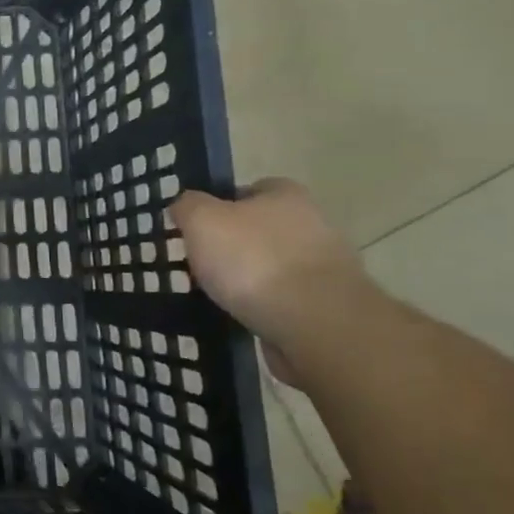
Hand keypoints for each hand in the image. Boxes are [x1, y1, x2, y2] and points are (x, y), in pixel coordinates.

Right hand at [169, 180, 369, 349]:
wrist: (316, 323)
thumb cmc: (254, 259)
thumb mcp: (202, 221)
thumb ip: (188, 206)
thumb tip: (184, 205)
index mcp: (286, 195)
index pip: (251, 189)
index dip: (221, 204)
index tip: (198, 228)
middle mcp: (313, 224)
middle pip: (262, 228)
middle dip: (235, 244)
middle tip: (201, 263)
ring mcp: (325, 267)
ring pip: (273, 265)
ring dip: (250, 278)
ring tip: (217, 295)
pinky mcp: (328, 305)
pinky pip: (284, 299)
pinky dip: (264, 306)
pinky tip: (242, 316)